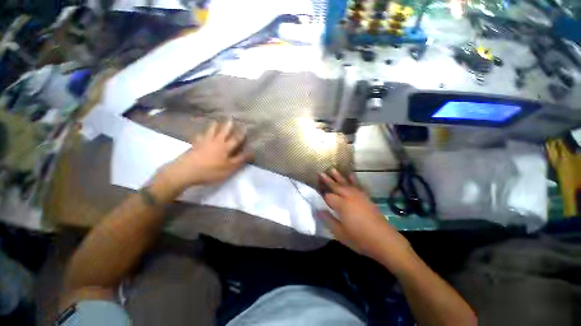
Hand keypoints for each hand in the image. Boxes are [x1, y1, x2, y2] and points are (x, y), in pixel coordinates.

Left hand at [160, 120, 251, 190]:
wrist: (186, 171)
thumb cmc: (211, 170)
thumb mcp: (229, 168)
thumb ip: (240, 160)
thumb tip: (251, 153)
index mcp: (225, 147)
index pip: (236, 139)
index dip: (241, 134)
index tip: (245, 127)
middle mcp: (216, 142)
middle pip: (223, 131)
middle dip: (228, 125)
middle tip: (230, 118)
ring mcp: (204, 142)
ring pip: (210, 131)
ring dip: (214, 126)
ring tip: (215, 121)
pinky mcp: (195, 145)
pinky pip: (199, 137)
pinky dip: (201, 135)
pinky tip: (200, 134)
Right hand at [318, 169, 411, 264]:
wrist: (384, 240)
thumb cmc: (359, 238)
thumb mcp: (340, 233)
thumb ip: (328, 220)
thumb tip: (318, 210)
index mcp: (342, 205)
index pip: (328, 197)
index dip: (323, 196)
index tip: (317, 194)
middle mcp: (349, 197)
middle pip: (336, 186)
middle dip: (328, 180)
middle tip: (320, 173)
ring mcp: (359, 196)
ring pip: (346, 183)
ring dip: (339, 176)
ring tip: (332, 169)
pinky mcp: (366, 197)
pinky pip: (358, 185)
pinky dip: (353, 179)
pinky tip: (351, 174)